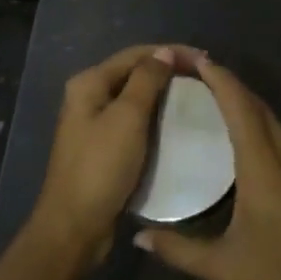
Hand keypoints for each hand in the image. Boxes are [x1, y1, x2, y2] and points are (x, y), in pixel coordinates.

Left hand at [34, 44, 198, 258]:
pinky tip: (177, 126)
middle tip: (205, 79)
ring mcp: (95, 124)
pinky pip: (135, 123)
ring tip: (197, 99)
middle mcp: (88, 98)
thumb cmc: (101, 167)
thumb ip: (147, 80)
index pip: (136, 54)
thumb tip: (165, 52)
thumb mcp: (128, 117)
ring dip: (165, 96)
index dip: (171, 52)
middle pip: (135, 73)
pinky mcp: (104, 148)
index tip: (205, 61)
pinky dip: (157, 119)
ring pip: (136, 99)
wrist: (75, 227)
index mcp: (89, 83)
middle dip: (169, 72)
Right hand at [135, 59, 280, 279]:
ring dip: (245, 101)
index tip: (195, 59)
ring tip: (213, 97)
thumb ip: (179, 251)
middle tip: (196, 73)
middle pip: (257, 104)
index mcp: (264, 165)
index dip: (219, 78)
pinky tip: (245, 134)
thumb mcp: (225, 268)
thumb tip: (139, 238)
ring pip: (273, 117)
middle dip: (228, 82)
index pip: (240, 107)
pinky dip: (259, 121)